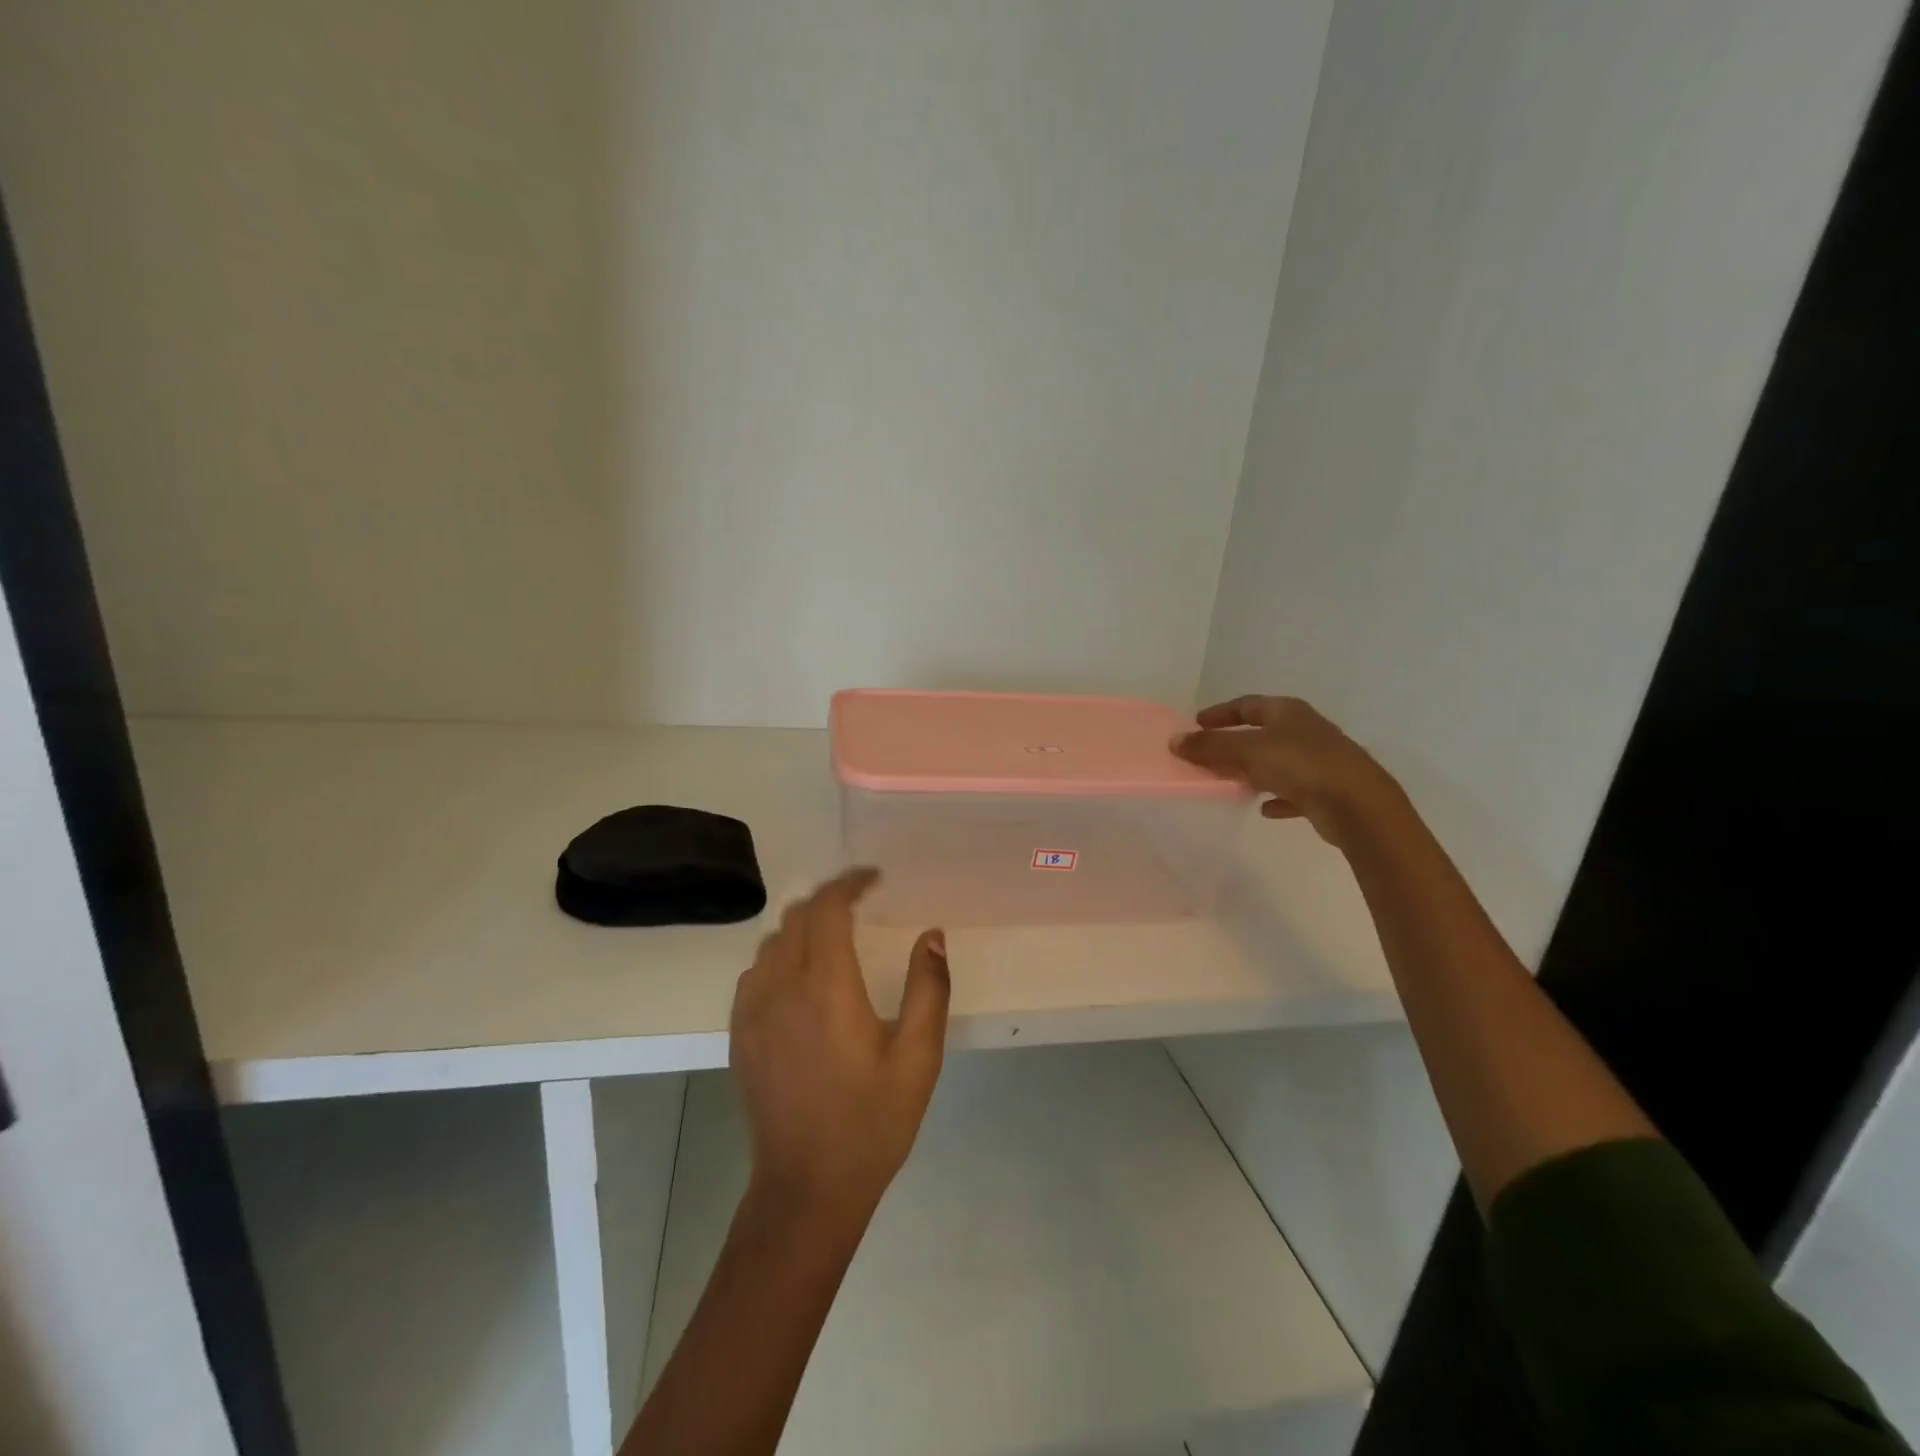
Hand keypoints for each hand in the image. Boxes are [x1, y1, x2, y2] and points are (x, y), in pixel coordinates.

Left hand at [730, 868, 949, 1226]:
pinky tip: (801, 978)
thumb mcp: (918, 1056)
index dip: (850, 883)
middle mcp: (781, 987)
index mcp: (827, 987)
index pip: (828, 909)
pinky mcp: (739, 1033)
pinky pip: (755, 972)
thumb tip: (932, 934)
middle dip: (829, 900)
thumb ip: (928, 987)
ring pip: (772, 942)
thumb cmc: (872, 1121)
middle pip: (797, 917)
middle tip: (861, 904)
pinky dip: (780, 956)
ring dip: (803, 927)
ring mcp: (752, 1011)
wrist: (807, 1187)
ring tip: (834, 937)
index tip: (874, 878)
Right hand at [1174, 695, 1399, 846]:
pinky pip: (1294, 791)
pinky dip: (1277, 796)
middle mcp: (1306, 731)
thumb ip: (1210, 746)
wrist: (1358, 805)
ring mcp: (1320, 761)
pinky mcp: (1328, 790)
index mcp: (1289, 712)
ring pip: (1278, 761)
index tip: (1197, 723)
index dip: (1221, 713)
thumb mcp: (1247, 751)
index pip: (1248, 705)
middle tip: (1208, 755)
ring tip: (1231, 782)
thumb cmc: (1301, 765)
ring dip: (1254, 770)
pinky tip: (1264, 809)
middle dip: (1235, 743)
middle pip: (1263, 733)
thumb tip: (1174, 741)